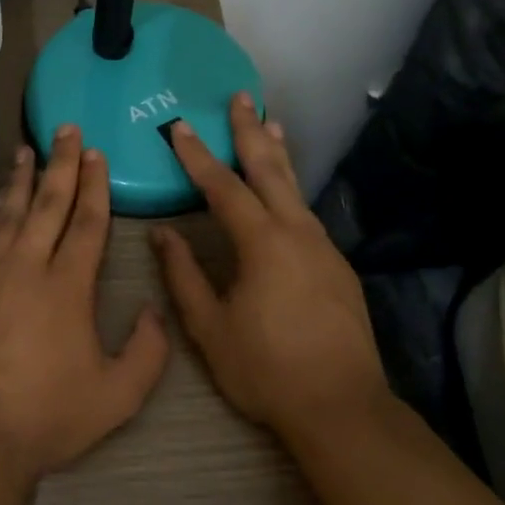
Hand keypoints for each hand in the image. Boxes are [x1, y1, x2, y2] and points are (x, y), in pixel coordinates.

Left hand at [0, 126, 169, 485]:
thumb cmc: (47, 418)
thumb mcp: (117, 397)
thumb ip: (148, 352)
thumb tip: (155, 311)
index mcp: (67, 287)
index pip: (86, 223)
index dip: (94, 186)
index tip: (95, 154)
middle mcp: (25, 267)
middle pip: (46, 204)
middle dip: (60, 164)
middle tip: (65, 129)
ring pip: (8, 213)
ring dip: (21, 180)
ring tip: (27, 151)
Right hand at [150, 93, 385, 437]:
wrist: (342, 408)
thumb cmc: (266, 369)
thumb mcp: (210, 327)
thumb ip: (183, 276)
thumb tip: (162, 234)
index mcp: (262, 243)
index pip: (223, 187)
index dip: (197, 156)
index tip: (177, 126)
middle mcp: (297, 233)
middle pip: (270, 169)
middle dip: (251, 132)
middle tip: (241, 97)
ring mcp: (323, 249)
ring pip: (295, 189)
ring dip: (278, 155)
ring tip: (271, 125)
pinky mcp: (338, 268)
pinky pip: (307, 214)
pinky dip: (291, 189)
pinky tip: (284, 195)